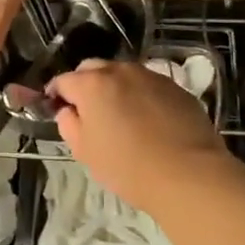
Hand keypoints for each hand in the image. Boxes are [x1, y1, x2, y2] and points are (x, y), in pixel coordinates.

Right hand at [46, 59, 236, 215]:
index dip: (56, 95)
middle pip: (92, 69)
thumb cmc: (127, 166)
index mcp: (91, 84)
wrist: (189, 175)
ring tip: (121, 115)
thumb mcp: (84, 151)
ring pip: (122, 74)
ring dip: (114, 88)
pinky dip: (140, 95)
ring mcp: (151, 76)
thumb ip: (68, 124)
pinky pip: (148, 85)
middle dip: (85, 84)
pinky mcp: (176, 87)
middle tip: (88, 112)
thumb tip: (69, 111)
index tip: (57, 110)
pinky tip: (148, 120)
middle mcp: (120, 71)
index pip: (63, 80)